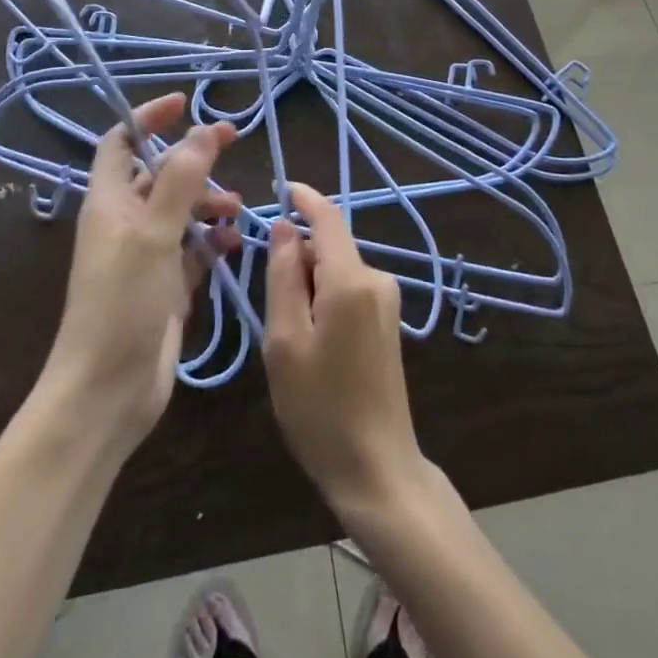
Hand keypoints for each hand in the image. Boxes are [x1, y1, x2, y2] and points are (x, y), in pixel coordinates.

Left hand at [40, 94, 239, 453]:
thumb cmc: (122, 305)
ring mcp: (146, 256)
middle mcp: (125, 223)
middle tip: (232, 144)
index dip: (148, 118)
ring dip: (208, 202)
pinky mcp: (165, 286)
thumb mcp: (152, 236)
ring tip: (236, 208)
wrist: (106, 392)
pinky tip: (235, 245)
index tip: (185, 103)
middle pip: (160, 174)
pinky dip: (213, 241)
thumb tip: (202, 131)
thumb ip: (180, 181)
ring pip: (181, 211)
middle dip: (193, 159)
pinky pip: (193, 250)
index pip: (122, 142)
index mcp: (109, 203)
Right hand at [263, 183, 426, 519]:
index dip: (303, 198)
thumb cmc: (320, 408)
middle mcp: (377, 279)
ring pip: (336, 270)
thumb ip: (284, 276)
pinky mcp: (387, 321)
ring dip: (307, 285)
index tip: (279, 187)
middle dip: (297, 260)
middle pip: (328, 247)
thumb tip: (285, 227)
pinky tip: (311, 344)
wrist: (377, 469)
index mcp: (351, 280)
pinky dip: (323, 300)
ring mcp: (386, 300)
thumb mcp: (285, 341)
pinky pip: (348, 290)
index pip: (328, 217)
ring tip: (289, 338)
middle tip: (269, 310)